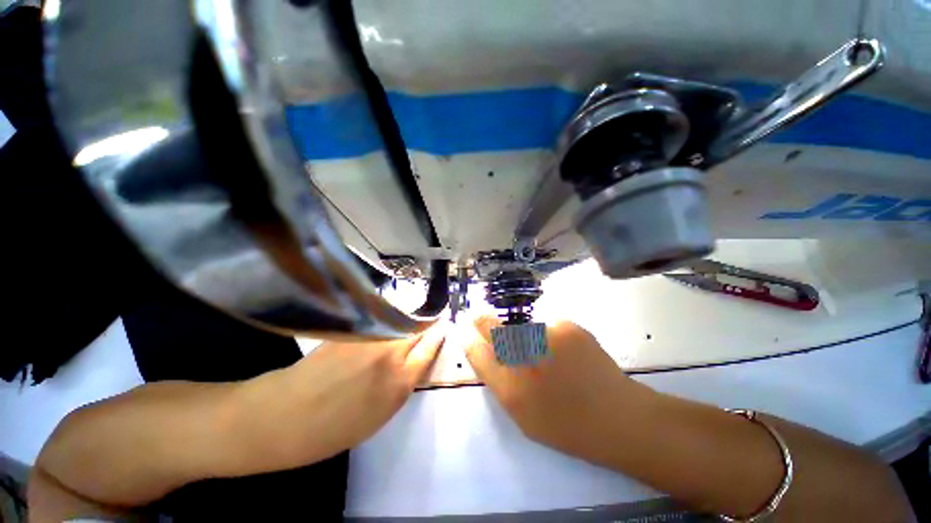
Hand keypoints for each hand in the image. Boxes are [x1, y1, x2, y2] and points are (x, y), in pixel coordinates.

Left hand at [248, 322, 447, 466]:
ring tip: (409, 319)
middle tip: (433, 318)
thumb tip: (414, 361)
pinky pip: (380, 318)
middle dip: (428, 322)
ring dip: (407, 319)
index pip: (429, 348)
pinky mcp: (353, 328)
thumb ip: (402, 383)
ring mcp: (370, 338)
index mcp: (399, 382)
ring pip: (400, 320)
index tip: (445, 324)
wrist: (284, 415)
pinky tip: (386, 320)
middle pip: (418, 328)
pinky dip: (388, 318)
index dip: (439, 334)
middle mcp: (390, 354)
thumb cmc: (333, 429)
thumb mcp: (380, 415)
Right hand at [462, 316, 651, 457]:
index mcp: (511, 388)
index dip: (468, 337)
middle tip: (479, 315)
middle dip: (482, 320)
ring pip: (522, 327)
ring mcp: (547, 338)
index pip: (478, 353)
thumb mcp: (524, 415)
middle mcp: (524, 358)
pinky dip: (550, 336)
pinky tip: (566, 353)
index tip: (462, 326)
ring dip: (524, 334)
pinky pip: (547, 326)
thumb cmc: (567, 425)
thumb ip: (502, 383)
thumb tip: (487, 354)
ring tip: (545, 354)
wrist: (618, 418)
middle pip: (493, 329)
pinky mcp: (567, 326)